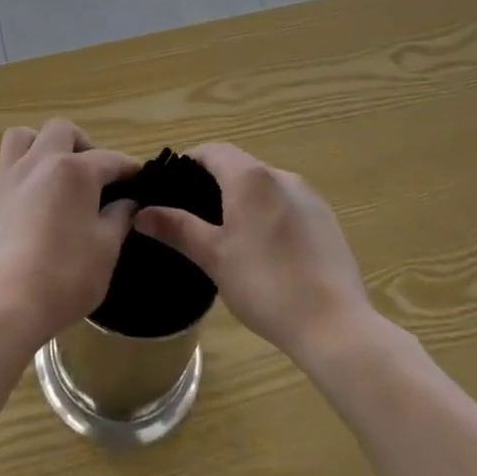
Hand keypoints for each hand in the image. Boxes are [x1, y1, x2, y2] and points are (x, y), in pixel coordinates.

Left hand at [0, 120, 137, 349]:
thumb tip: (127, 203)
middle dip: (84, 144)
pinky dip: (23, 169)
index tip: (140, 180)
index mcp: (74, 170)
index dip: (129, 169)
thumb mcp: (106, 249)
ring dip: (43, 144)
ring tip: (57, 171)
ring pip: (24, 137)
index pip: (110, 159)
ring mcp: (11, 176)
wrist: (7, 303)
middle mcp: (40, 161)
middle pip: (62, 131)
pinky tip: (34, 195)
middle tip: (95, 174)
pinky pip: (7, 164)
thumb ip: (118, 218)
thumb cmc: (66, 275)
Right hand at [133, 143, 375, 366]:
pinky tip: (266, 251)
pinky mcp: (326, 220)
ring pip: (264, 185)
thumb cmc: (265, 284)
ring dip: (243, 198)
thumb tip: (141, 213)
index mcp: (250, 178)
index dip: (189, 162)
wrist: (334, 325)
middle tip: (194, 215)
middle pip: (239, 165)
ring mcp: (309, 197)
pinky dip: (269, 213)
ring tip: (228, 235)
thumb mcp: (212, 256)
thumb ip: (176, 228)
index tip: (172, 186)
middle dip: (214, 182)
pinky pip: (287, 204)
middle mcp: (281, 176)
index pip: (213, 151)